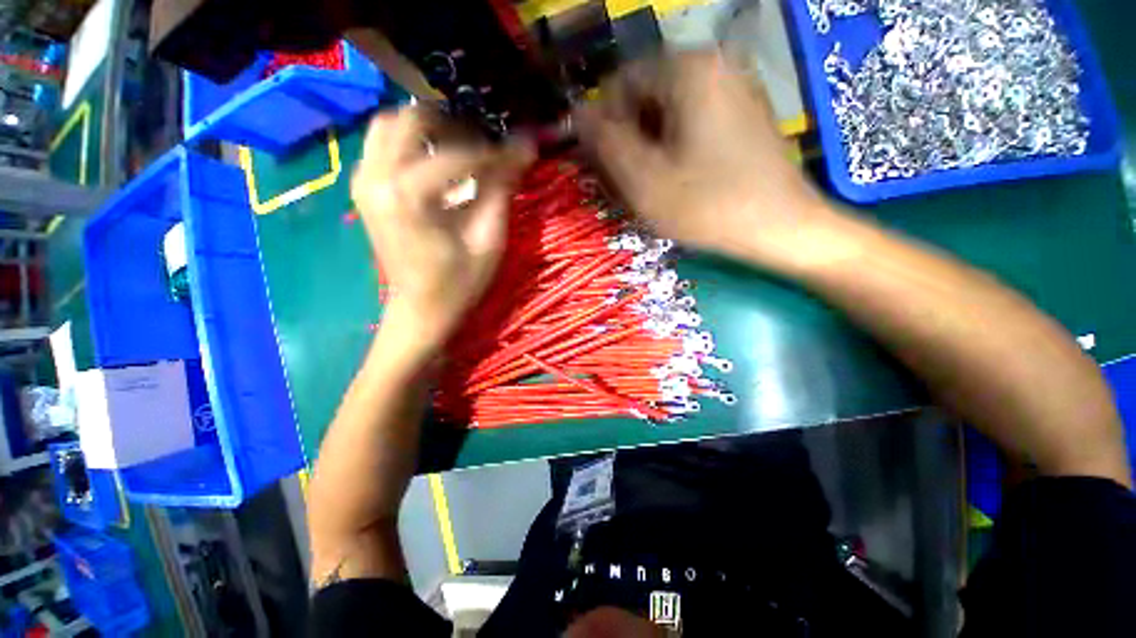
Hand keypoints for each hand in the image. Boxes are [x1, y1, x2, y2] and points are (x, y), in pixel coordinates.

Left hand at [351, 107, 532, 347]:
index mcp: (408, 196)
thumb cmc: (459, 282)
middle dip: (454, 125)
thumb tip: (525, 145)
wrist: (420, 308)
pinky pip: (382, 143)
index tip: (515, 152)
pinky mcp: (363, 187)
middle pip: (412, 119)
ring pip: (391, 124)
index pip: (457, 154)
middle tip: (483, 143)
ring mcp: (363, 180)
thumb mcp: (487, 240)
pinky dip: (410, 141)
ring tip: (460, 147)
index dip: (492, 151)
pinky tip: (434, 160)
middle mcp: (376, 177)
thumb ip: (502, 188)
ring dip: (428, 129)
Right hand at [576, 51, 835, 268]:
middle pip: (645, 98)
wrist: (783, 228)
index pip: (619, 84)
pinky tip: (674, 181)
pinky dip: (672, 150)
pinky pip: (690, 123)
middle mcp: (713, 65)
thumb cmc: (709, 206)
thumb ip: (605, 143)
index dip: (602, 127)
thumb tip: (578, 116)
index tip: (603, 168)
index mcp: (687, 70)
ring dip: (648, 149)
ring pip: (666, 114)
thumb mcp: (645, 181)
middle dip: (627, 140)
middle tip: (625, 184)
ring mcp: (732, 88)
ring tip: (649, 188)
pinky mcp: (741, 114)